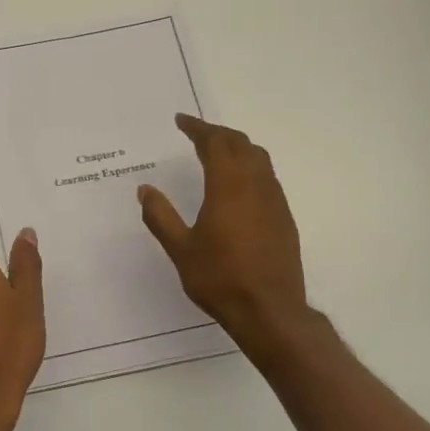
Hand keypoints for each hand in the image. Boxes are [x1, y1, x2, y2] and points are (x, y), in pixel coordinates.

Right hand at [138, 115, 309, 349]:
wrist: (270, 310)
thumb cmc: (220, 278)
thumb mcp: (180, 249)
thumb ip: (161, 216)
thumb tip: (145, 189)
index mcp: (228, 187)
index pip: (215, 143)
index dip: (197, 128)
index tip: (181, 120)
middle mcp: (256, 185)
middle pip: (240, 144)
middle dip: (217, 133)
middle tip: (196, 133)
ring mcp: (274, 200)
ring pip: (258, 158)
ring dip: (237, 147)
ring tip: (216, 151)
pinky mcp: (284, 216)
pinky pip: (267, 177)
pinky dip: (249, 166)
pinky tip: (237, 184)